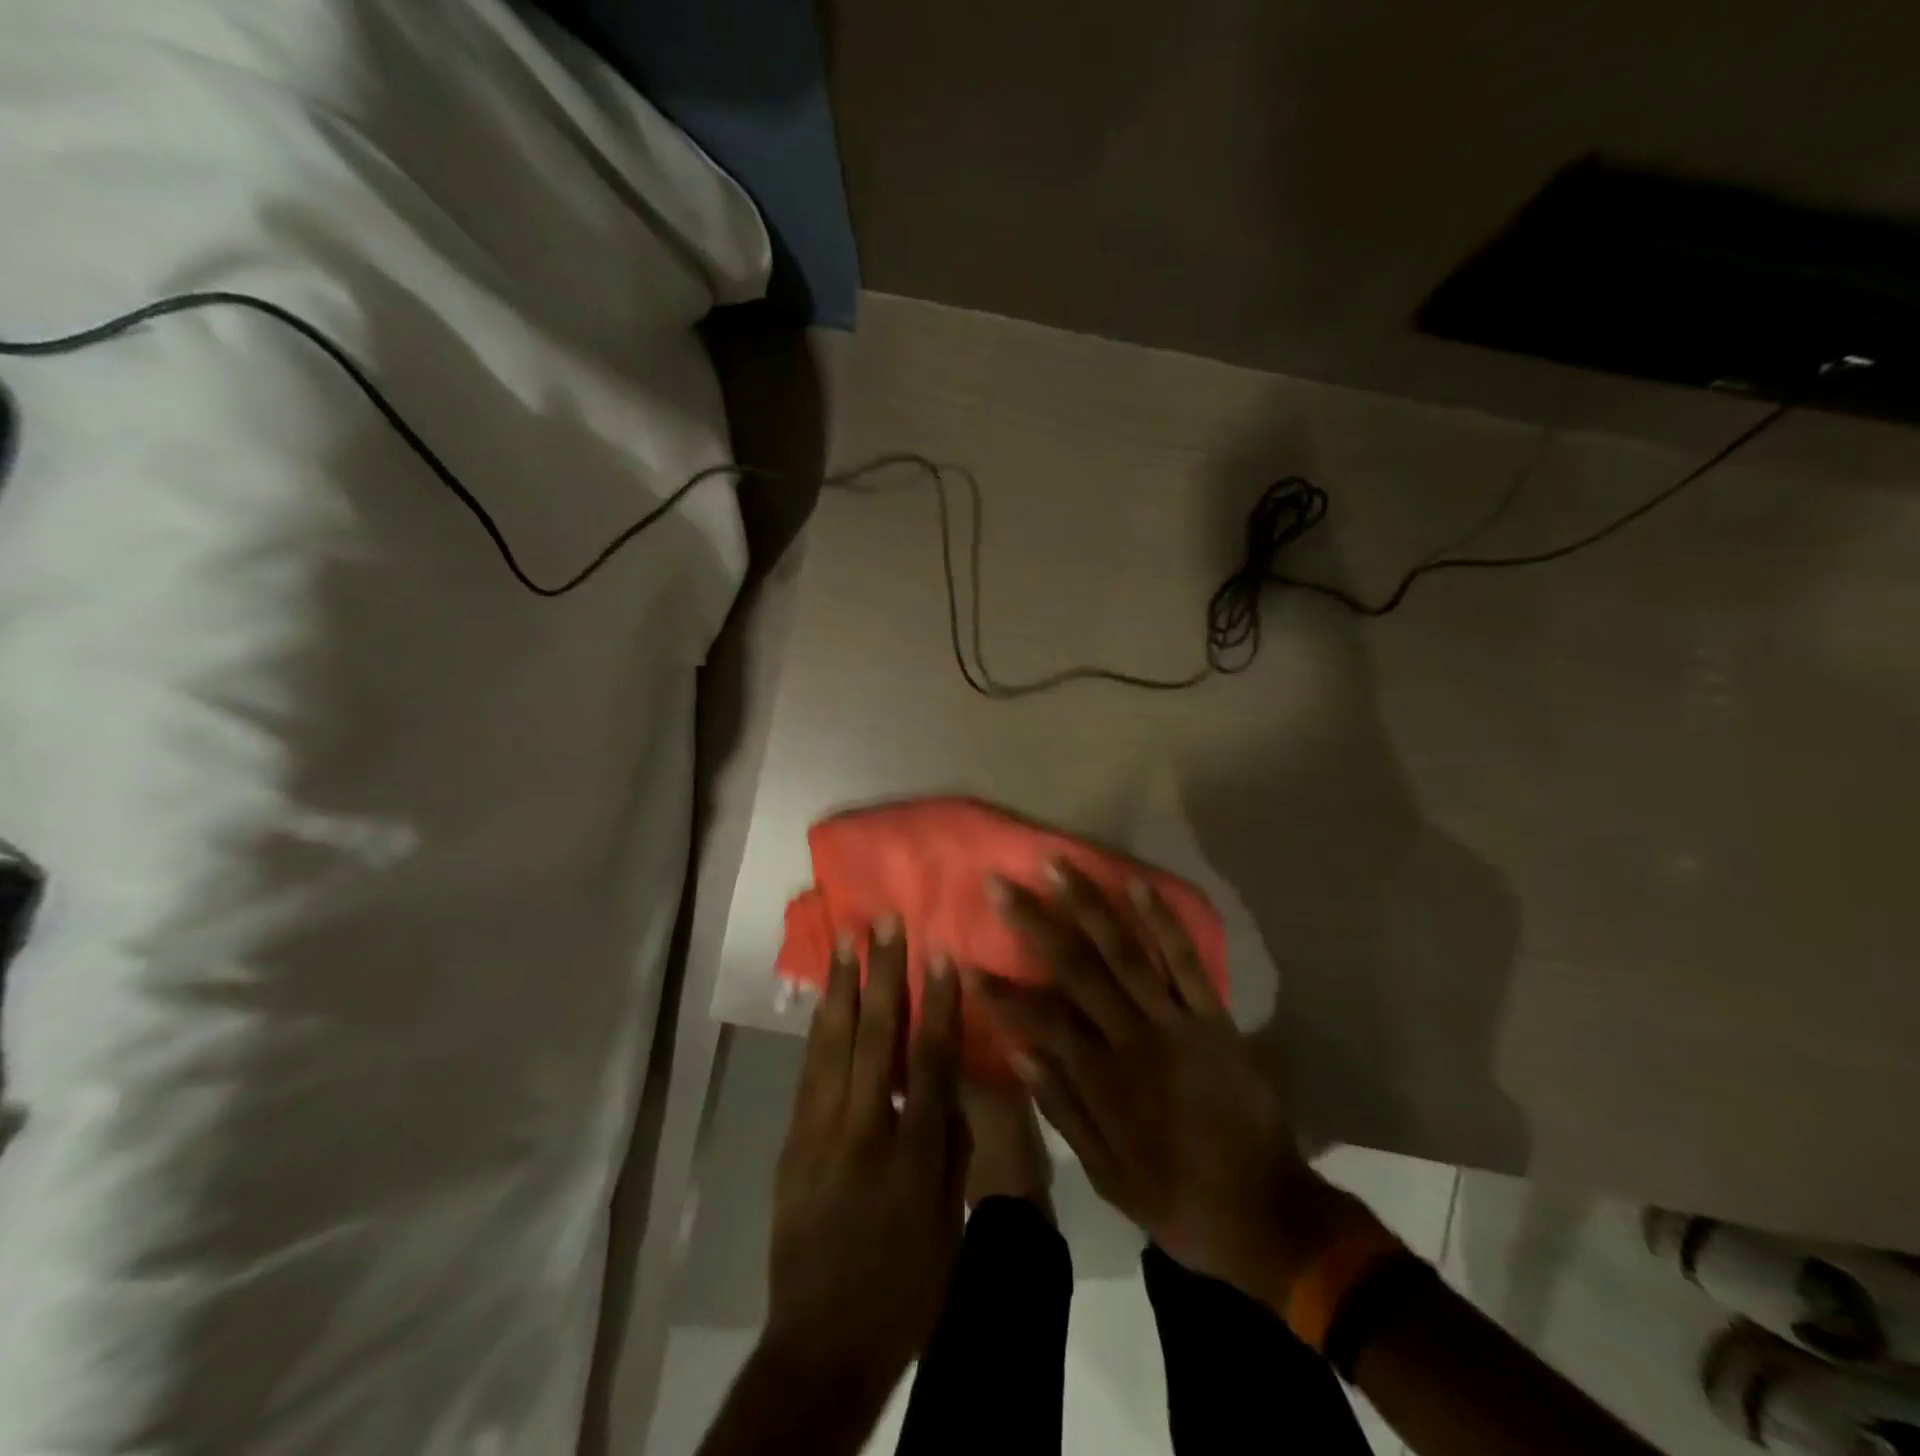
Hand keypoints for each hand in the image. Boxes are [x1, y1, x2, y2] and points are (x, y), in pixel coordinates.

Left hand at [765, 920, 967, 1394]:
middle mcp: (862, 1130)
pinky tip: (824, 999)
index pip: (928, 1062)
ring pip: (831, 1043)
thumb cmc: (903, 1289)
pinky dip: (818, 1028)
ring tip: (845, 941)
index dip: (936, 1004)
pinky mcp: (793, 1140)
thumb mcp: (947, 1225)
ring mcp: (819, 1132)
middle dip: (881, 975)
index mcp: (911, 1155)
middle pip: (874, 1038)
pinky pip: (808, 1070)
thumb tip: (949, 1090)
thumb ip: (950, 1150)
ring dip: (841, 987)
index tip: (940, 955)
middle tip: (883, 924)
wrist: (821, 1343)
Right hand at [975, 864, 1360, 1308]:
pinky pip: (1185, 961)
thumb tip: (1019, 1052)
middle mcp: (1133, 1038)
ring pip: (1125, 951)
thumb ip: (1063, 1110)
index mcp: (1104, 1079)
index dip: (1001, 991)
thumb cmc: (1179, 1199)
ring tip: (1058, 865)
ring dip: (1089, 905)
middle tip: (1000, 884)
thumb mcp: (1108, 1177)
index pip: (1041, 1019)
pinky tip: (1137, 884)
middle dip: (1033, 923)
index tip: (966, 960)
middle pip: (1076, 968)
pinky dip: (1162, 921)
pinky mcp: (1214, 1017)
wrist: (1269, 1213)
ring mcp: (1176, 1022)